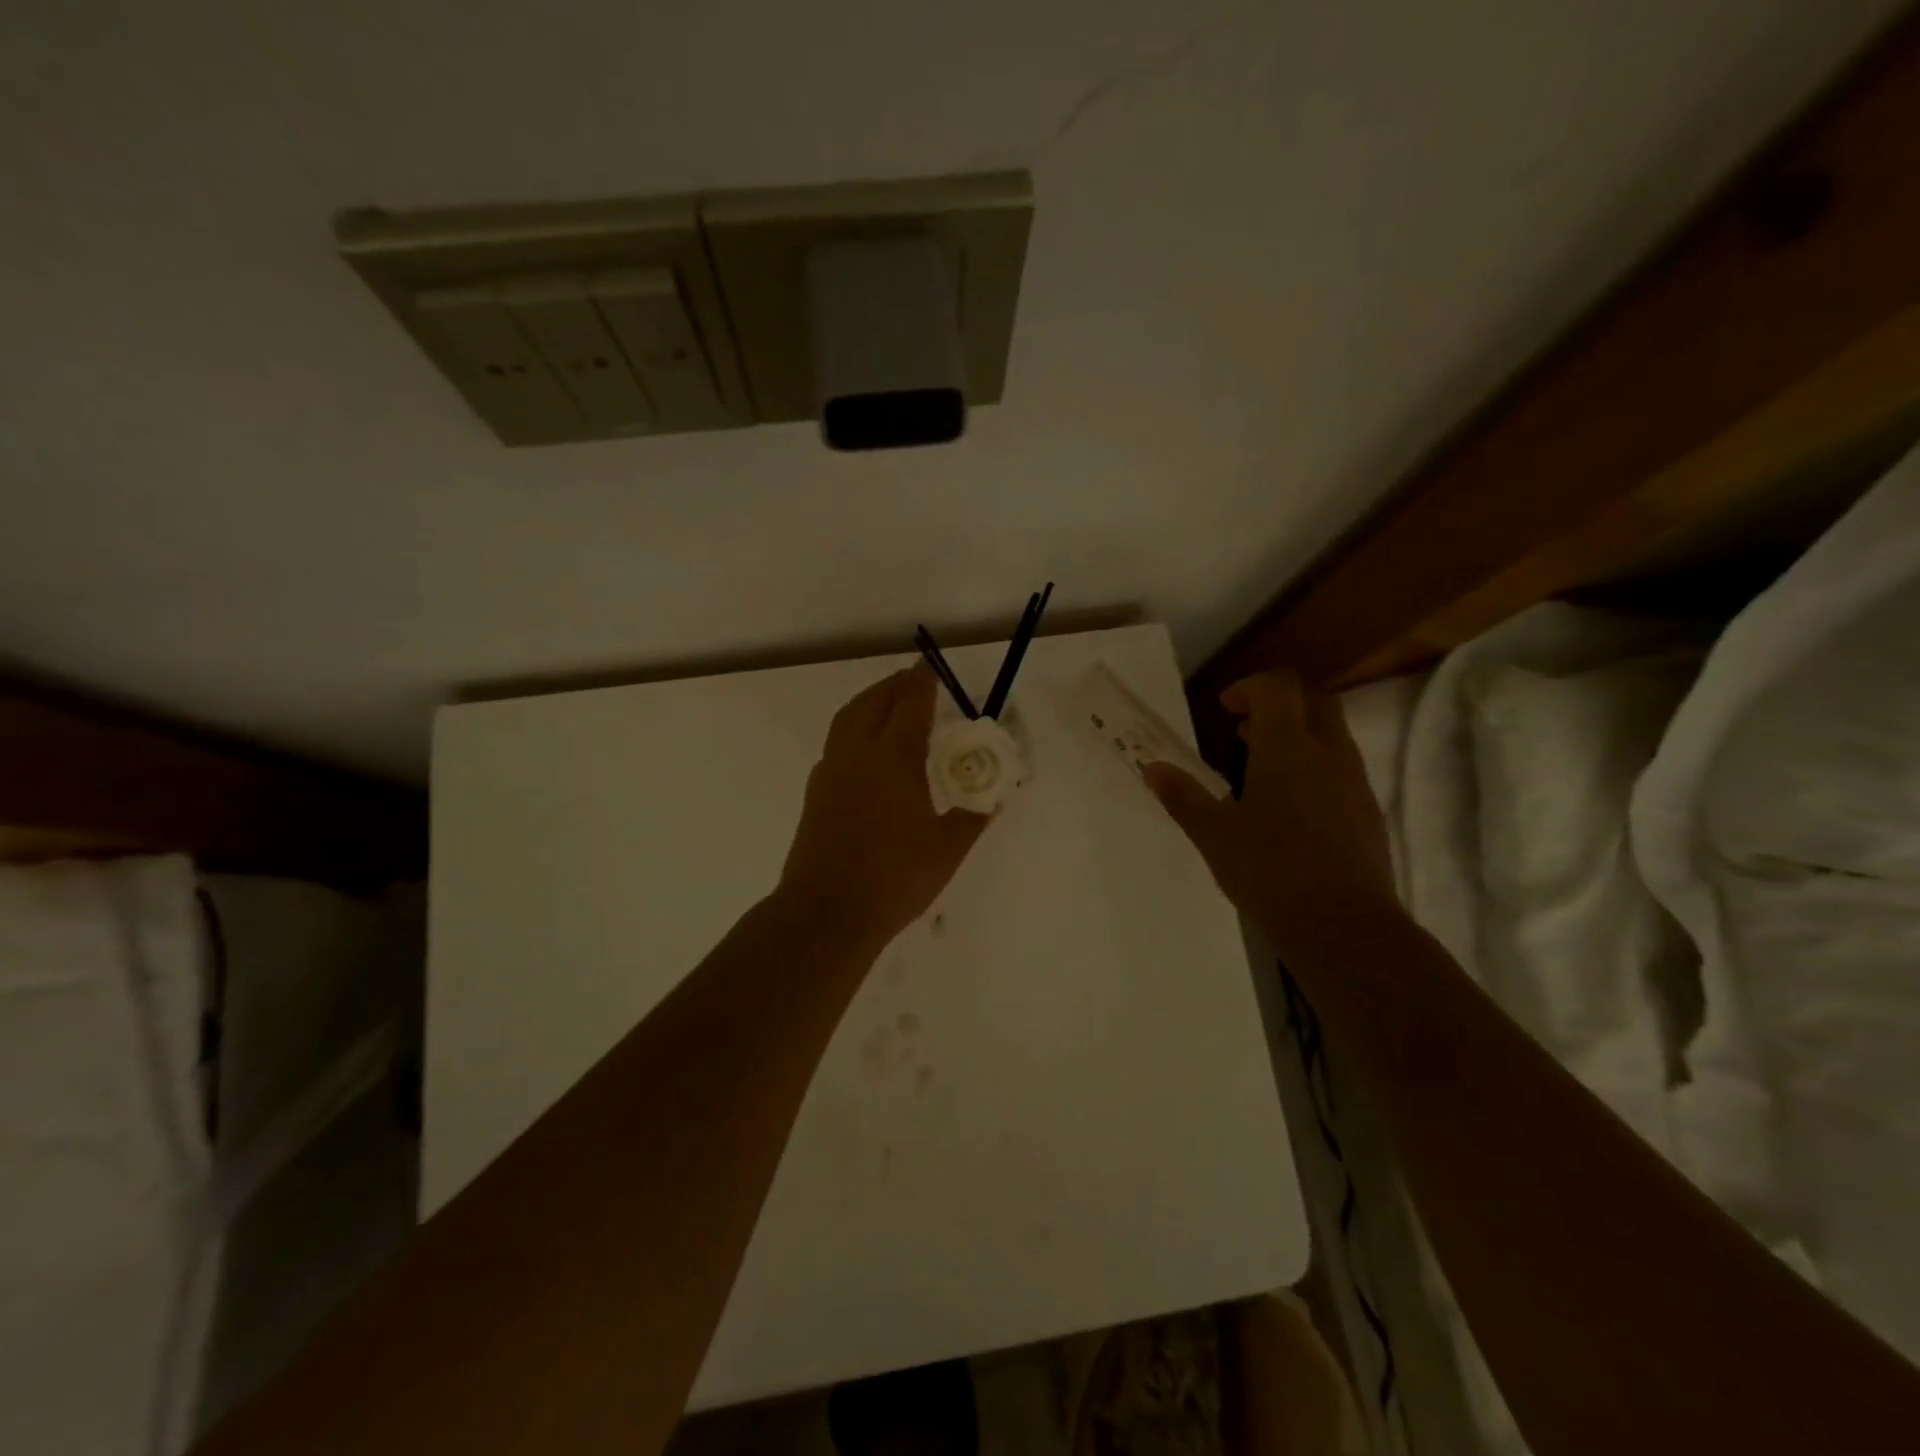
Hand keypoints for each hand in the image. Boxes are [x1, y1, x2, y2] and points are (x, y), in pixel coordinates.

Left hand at [778, 665, 991, 948]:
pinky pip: (836, 742)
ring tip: (887, 702)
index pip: (910, 703)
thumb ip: (972, 818)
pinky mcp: (815, 792)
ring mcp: (831, 771)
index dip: (923, 680)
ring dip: (870, 701)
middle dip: (896, 685)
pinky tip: (865, 750)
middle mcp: (858, 754)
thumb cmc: (894, 878)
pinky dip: (853, 727)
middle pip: (875, 702)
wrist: (826, 912)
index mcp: (894, 758)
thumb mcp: (946, 850)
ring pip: (848, 718)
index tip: (930, 664)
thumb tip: (993, 801)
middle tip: (915, 680)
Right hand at [1144, 670, 1394, 949]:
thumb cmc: (1270, 870)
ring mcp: (1355, 783)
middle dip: (1279, 704)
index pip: (1279, 686)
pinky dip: (1315, 769)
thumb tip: (1153, 769)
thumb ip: (1183, 796)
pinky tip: (1290, 811)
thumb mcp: (1214, 834)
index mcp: (1287, 748)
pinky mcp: (1368, 814)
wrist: (1344, 927)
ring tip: (1261, 772)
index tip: (1225, 710)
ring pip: (1332, 736)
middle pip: (1314, 700)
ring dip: (1298, 737)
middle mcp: (1328, 754)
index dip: (1250, 687)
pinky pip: (1341, 770)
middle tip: (1245, 730)